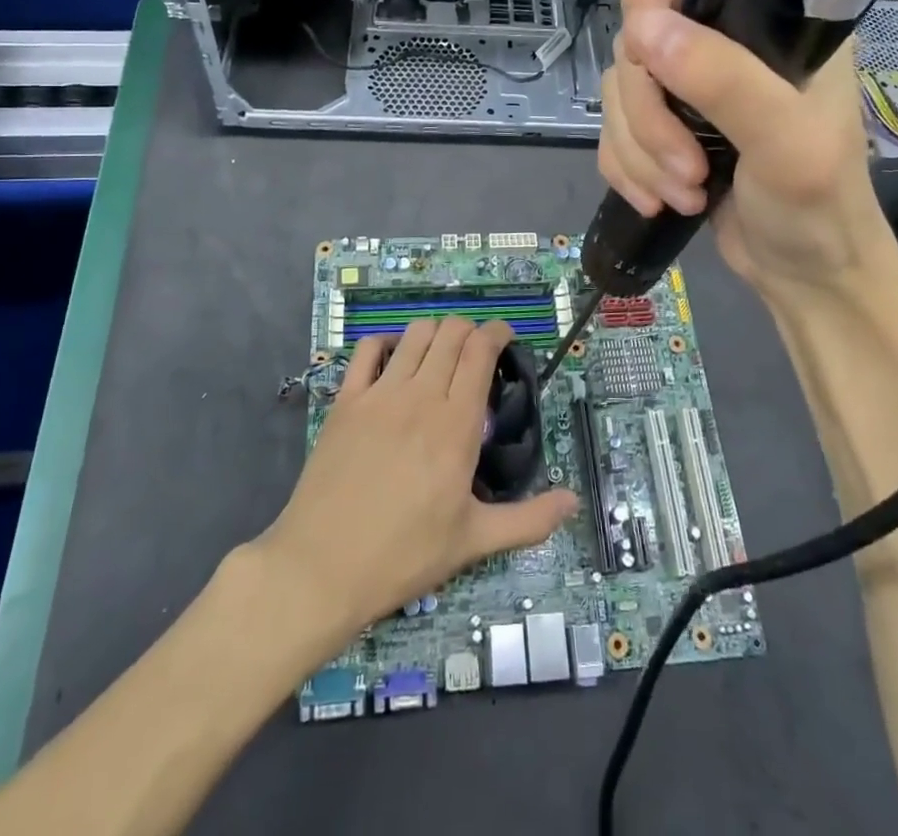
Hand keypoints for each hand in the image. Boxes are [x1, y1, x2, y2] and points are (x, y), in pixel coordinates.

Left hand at [253, 317, 576, 636]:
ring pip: (415, 333)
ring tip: (440, 354)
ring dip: (435, 333)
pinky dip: (384, 343)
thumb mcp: (473, 541)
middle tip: (476, 352)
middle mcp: (421, 395)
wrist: (322, 567)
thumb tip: (574, 501)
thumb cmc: (404, 555)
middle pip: (451, 332)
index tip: (505, 338)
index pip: (481, 350)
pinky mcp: (346, 400)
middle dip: (470, 330)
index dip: (497, 332)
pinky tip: (393, 361)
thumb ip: (529, 520)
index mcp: (457, 423)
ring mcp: (379, 393)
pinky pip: (366, 349)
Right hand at [598, 0, 892, 301]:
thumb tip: (641, 29)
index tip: (646, 53)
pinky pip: (613, 131)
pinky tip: (658, 201)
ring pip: (619, 92)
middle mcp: (724, 43)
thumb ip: (723, 80)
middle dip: (650, 117)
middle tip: (689, 169)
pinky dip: (626, 169)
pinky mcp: (665, 128)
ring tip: (685, 194)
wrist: (807, 276)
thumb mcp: (786, 143)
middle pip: (639, 41)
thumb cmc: (818, 207)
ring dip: (640, 153)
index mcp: (769, 22)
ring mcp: (689, 88)